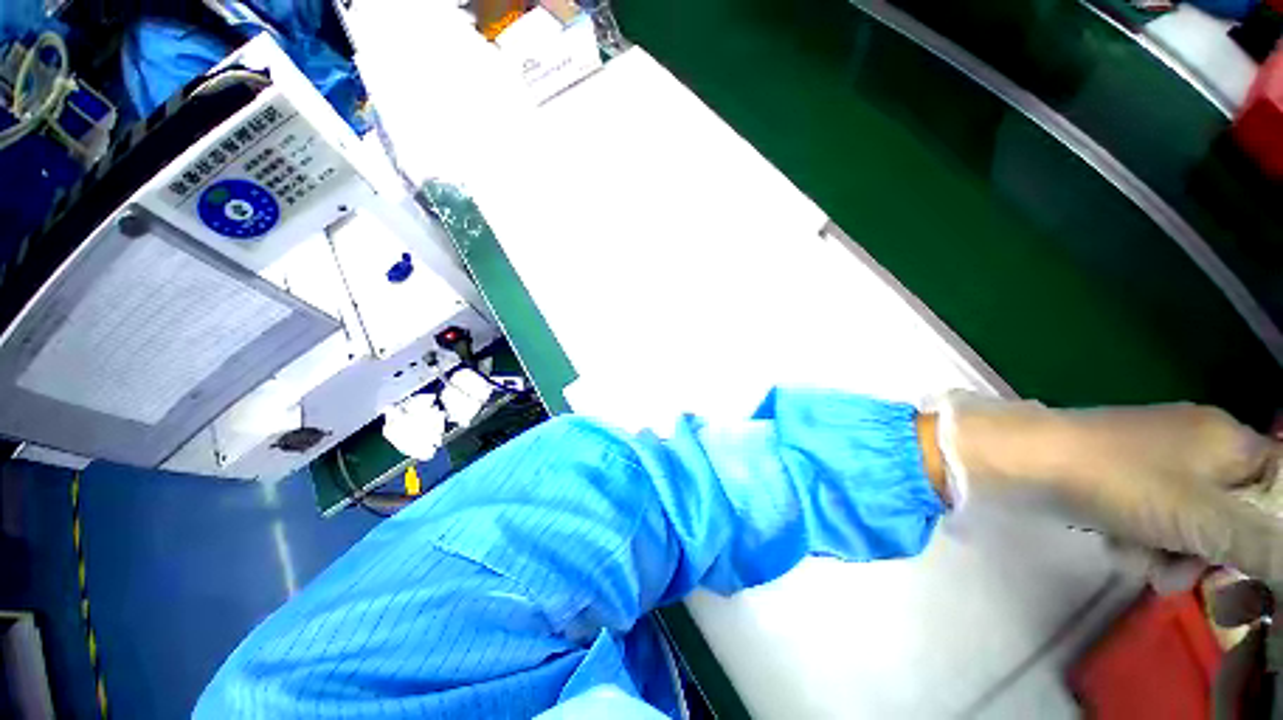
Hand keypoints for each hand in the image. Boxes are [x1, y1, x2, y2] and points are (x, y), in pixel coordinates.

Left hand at [937, 393, 1282, 580]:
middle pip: (1231, 514)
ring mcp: (1153, 461)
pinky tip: (1117, 546)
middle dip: (1210, 554)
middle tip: (1185, 575)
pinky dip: (1138, 540)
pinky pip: (1150, 518)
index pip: (1277, 490)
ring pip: (1188, 523)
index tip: (1251, 571)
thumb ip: (1262, 541)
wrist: (1025, 460)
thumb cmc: (1121, 482)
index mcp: (1227, 440)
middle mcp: (1196, 445)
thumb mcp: (1204, 517)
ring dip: (1169, 553)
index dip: (1269, 535)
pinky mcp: (1119, 477)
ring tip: (1143, 562)